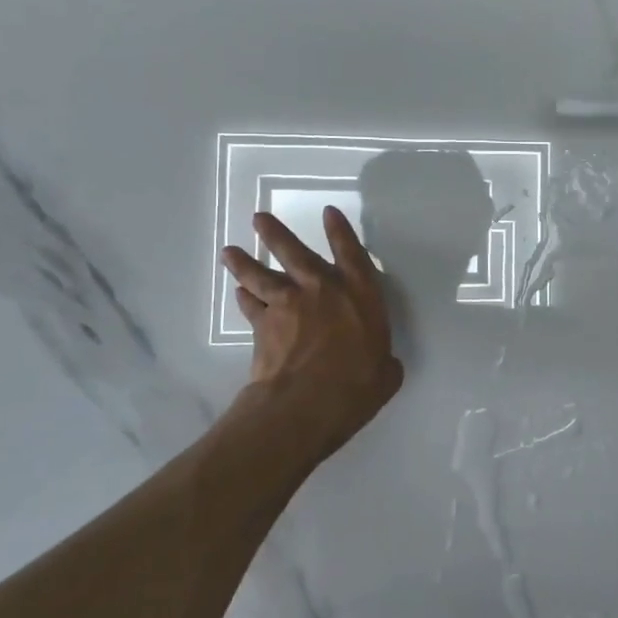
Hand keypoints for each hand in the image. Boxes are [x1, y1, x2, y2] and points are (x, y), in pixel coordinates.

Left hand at [221, 208, 404, 459]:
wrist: (305, 405)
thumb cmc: (356, 386)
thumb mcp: (386, 375)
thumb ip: (385, 361)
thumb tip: (384, 365)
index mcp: (360, 295)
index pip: (351, 253)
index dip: (340, 231)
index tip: (328, 211)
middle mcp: (322, 290)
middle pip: (294, 252)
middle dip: (276, 233)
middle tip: (258, 219)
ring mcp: (288, 305)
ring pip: (261, 275)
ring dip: (244, 262)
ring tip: (230, 251)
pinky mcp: (263, 326)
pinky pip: (251, 306)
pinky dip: (244, 299)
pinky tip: (238, 293)